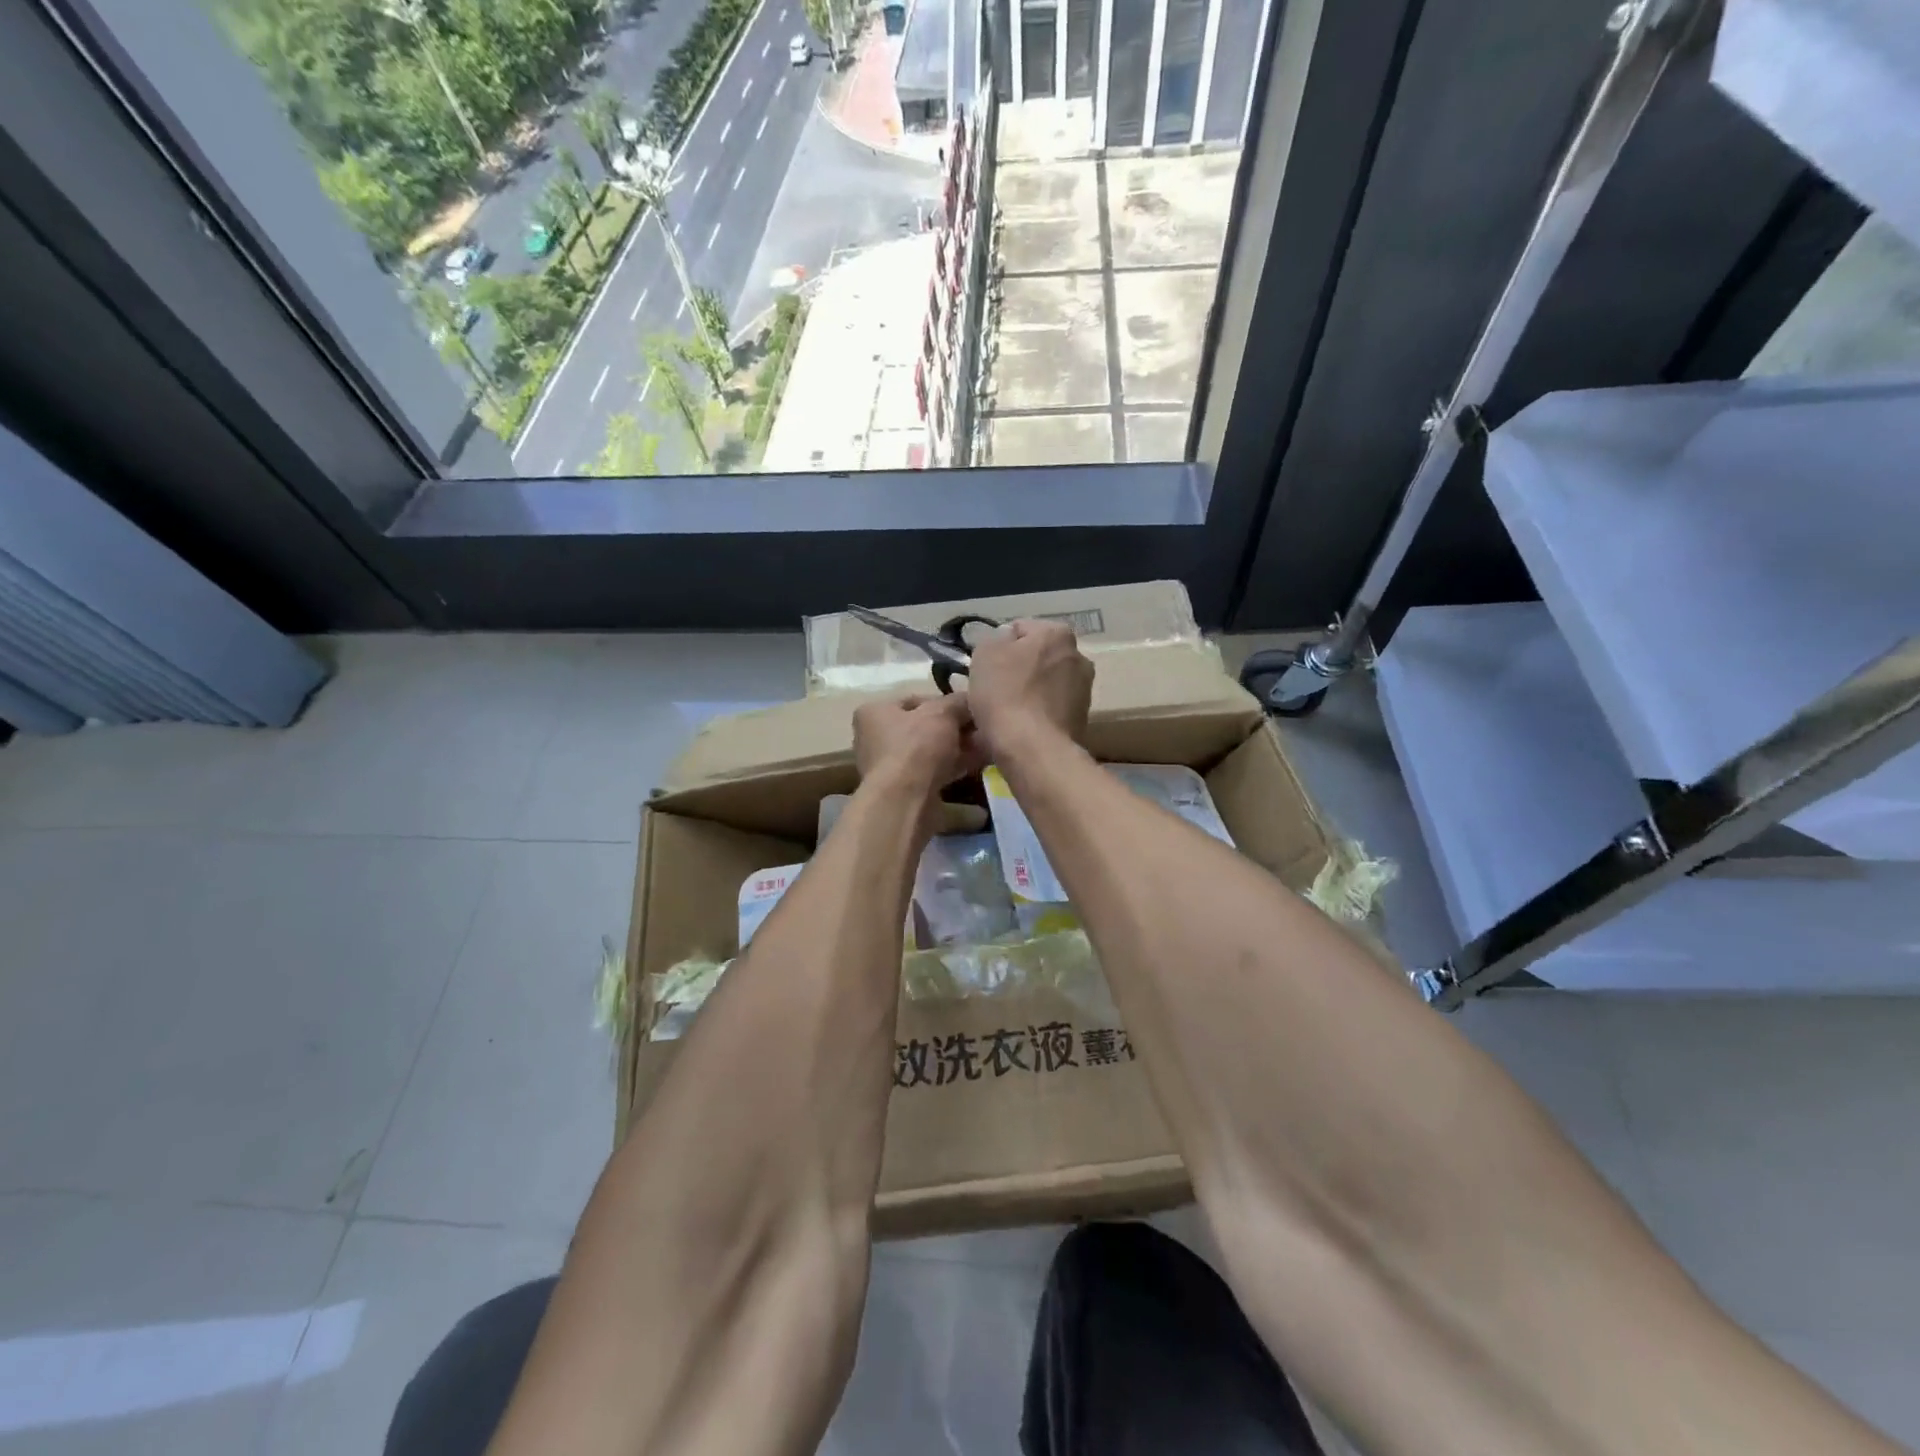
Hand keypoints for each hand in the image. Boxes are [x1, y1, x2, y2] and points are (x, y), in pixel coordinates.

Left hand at [853, 693, 984, 800]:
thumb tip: (971, 700)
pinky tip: (979, 763)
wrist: (905, 801)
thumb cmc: (916, 747)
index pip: (915, 700)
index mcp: (875, 712)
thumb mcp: (942, 713)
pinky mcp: (903, 790)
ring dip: (958, 747)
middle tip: (981, 728)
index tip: (970, 708)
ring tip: (986, 744)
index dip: (946, 702)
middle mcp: (876, 738)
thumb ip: (958, 702)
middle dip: (955, 728)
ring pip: (930, 751)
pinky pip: (933, 771)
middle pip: (924, 727)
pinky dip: (954, 766)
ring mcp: (889, 767)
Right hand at [966, 618, 1093, 757]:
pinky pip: (1051, 708)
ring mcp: (1084, 690)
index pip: (1020, 629)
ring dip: (1029, 692)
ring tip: (1007, 712)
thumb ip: (995, 638)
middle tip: (995, 689)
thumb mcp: (985, 653)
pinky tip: (1021, 727)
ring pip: (1045, 684)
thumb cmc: (1005, 694)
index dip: (998, 647)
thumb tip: (1006, 641)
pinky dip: (1038, 713)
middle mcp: (1079, 656)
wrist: (1032, 748)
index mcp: (1057, 633)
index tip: (986, 668)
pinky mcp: (1082, 719)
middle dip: (1018, 669)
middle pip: (1037, 657)